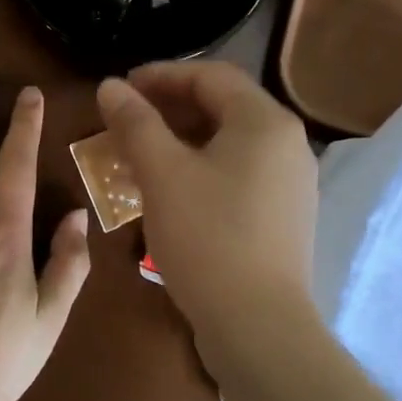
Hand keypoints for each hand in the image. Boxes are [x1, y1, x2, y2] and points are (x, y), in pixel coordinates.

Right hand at [96, 61, 318, 341]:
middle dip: (169, 108)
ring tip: (140, 155)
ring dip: (182, 140)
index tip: (122, 88)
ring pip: (229, 143)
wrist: (258, 326)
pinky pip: (238, 173)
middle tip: (127, 121)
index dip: (162, 75)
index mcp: (265, 121)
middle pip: (223, 106)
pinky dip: (201, 168)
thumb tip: (110, 85)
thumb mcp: (161, 173)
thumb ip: (134, 122)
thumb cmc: (208, 237)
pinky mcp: (285, 215)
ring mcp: (291, 182)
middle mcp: (287, 144)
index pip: (211, 75)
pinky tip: (170, 191)